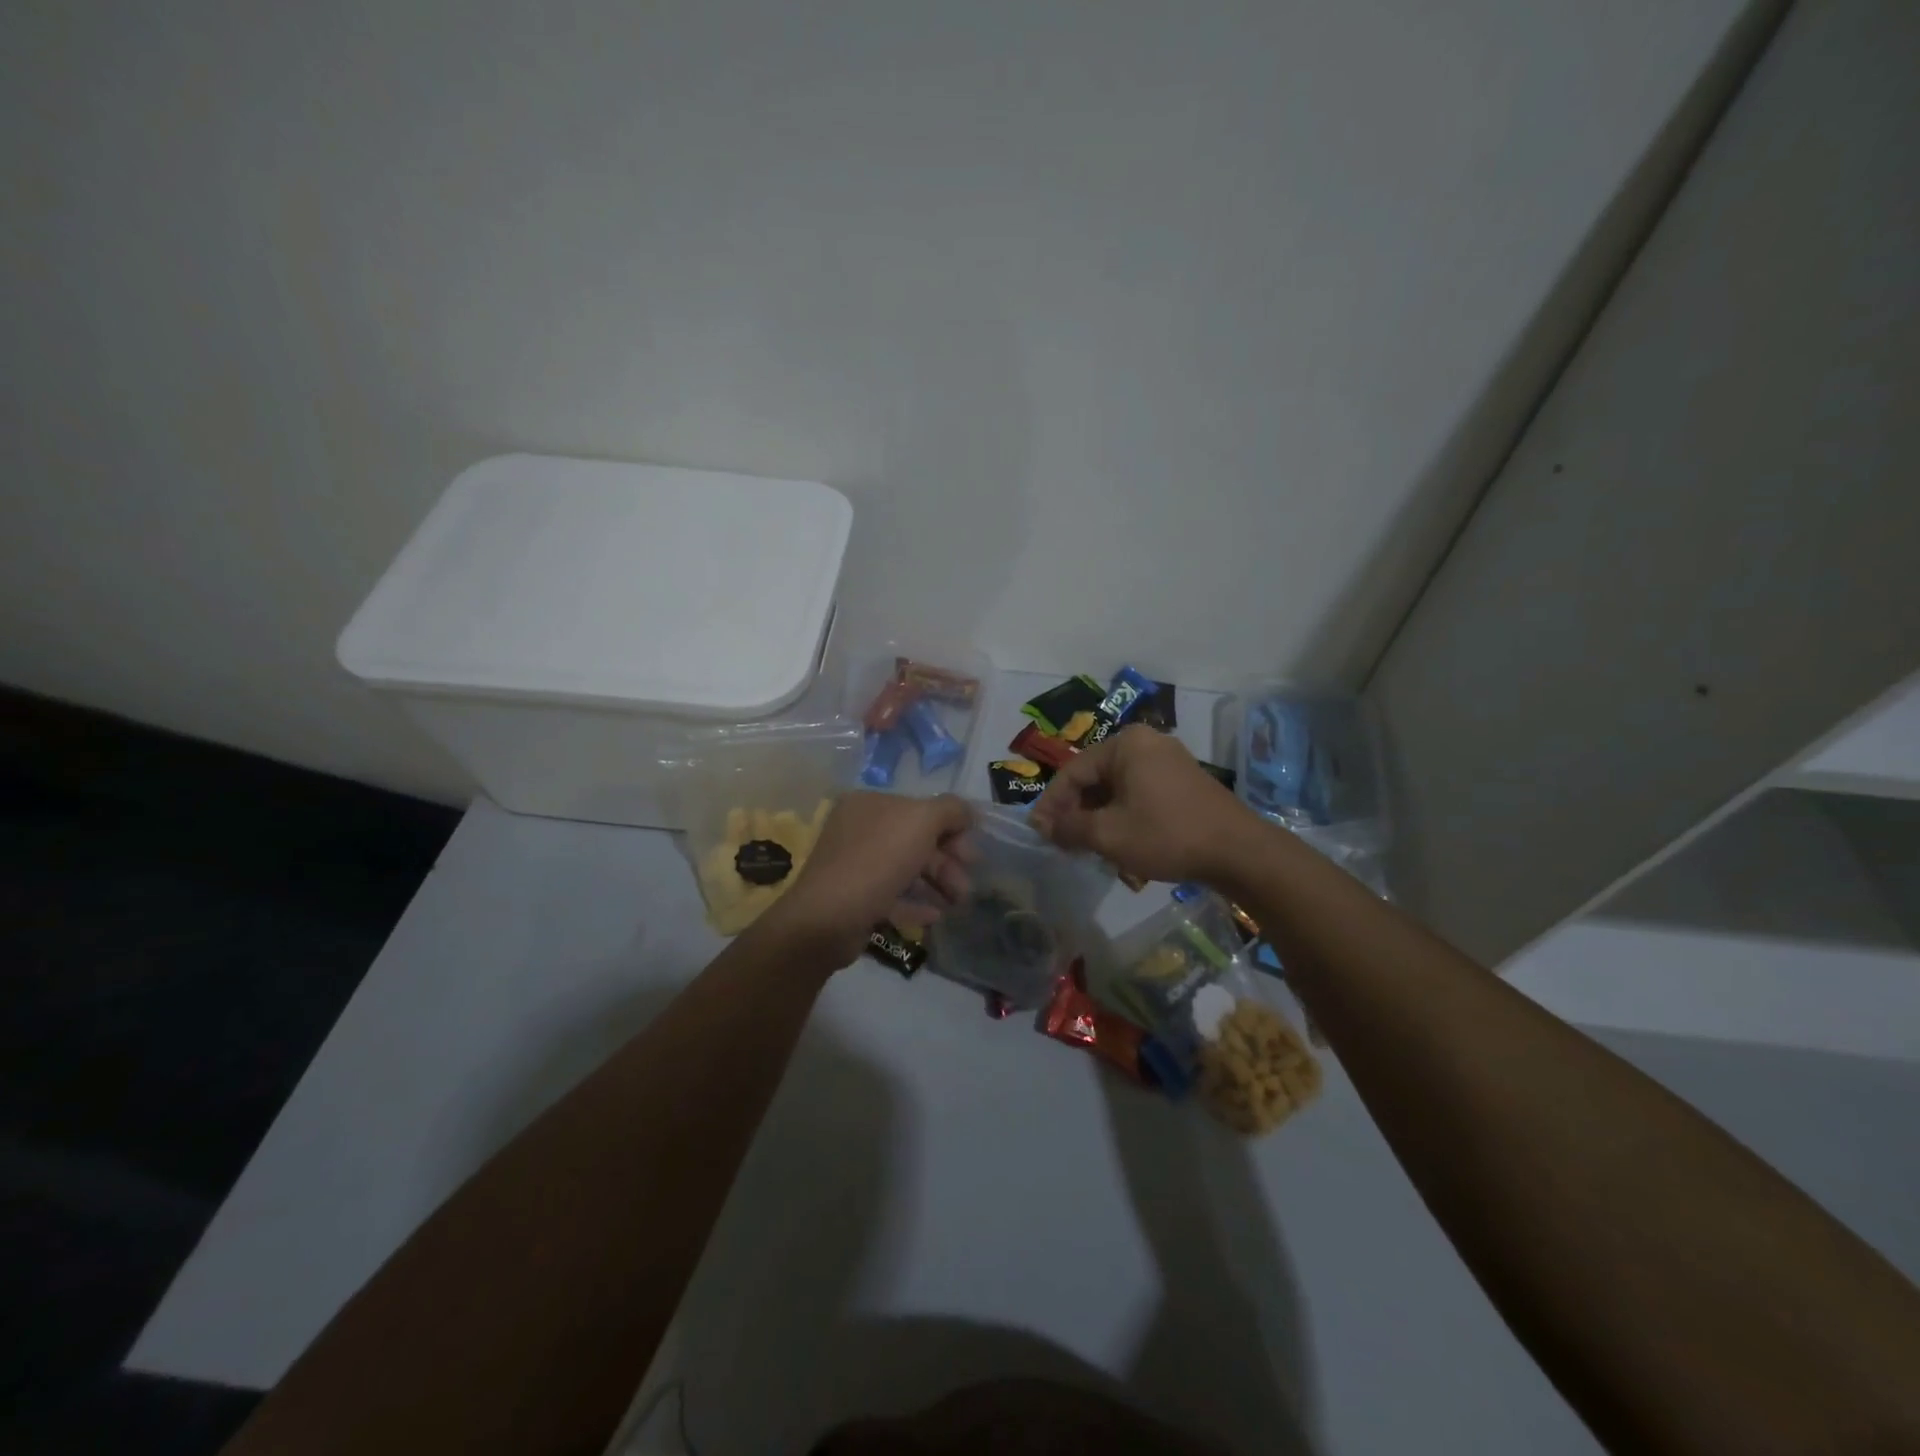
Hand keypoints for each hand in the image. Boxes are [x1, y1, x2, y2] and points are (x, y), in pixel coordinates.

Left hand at [757, 792, 974, 967]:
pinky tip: (935, 916)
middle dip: (947, 862)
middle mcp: (858, 829)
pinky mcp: (853, 898)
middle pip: (915, 840)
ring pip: (906, 869)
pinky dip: (915, 903)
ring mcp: (853, 864)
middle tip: (967, 886)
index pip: (921, 809)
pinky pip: (892, 895)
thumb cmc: (877, 860)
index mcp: (870, 803)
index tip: (972, 855)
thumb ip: (951, 810)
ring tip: (957, 904)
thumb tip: (968, 812)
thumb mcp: (922, 821)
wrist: (828, 919)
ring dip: (937, 884)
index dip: (952, 829)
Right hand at [1030, 724, 1253, 884]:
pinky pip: (1140, 794)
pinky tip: (1121, 846)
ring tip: (1089, 849)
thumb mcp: (1108, 834)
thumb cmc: (1167, 835)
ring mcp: (1168, 761)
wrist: (1239, 852)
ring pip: (1118, 790)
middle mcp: (1146, 743)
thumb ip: (1069, 827)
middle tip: (1064, 843)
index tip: (1039, 833)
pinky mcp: (1183, 782)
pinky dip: (1125, 817)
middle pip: (1096, 779)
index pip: (1073, 772)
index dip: (1052, 804)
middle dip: (1077, 813)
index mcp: (1125, 744)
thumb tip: (1044, 826)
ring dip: (1100, 819)